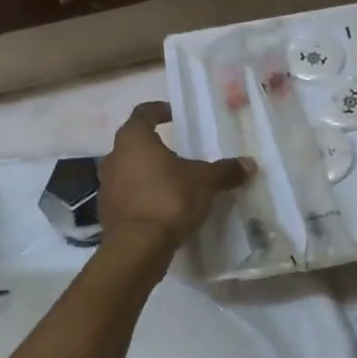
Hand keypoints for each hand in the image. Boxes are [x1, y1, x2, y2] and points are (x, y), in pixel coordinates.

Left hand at [98, 101, 250, 254]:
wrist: (137, 246)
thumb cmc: (169, 199)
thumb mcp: (204, 182)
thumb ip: (225, 170)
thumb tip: (249, 164)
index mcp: (134, 139)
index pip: (143, 113)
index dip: (158, 111)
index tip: (173, 115)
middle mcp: (114, 156)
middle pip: (133, 143)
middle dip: (155, 146)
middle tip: (177, 152)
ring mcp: (106, 185)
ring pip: (128, 169)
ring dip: (147, 171)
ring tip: (171, 181)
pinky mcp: (107, 210)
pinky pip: (127, 194)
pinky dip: (142, 195)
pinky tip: (160, 206)